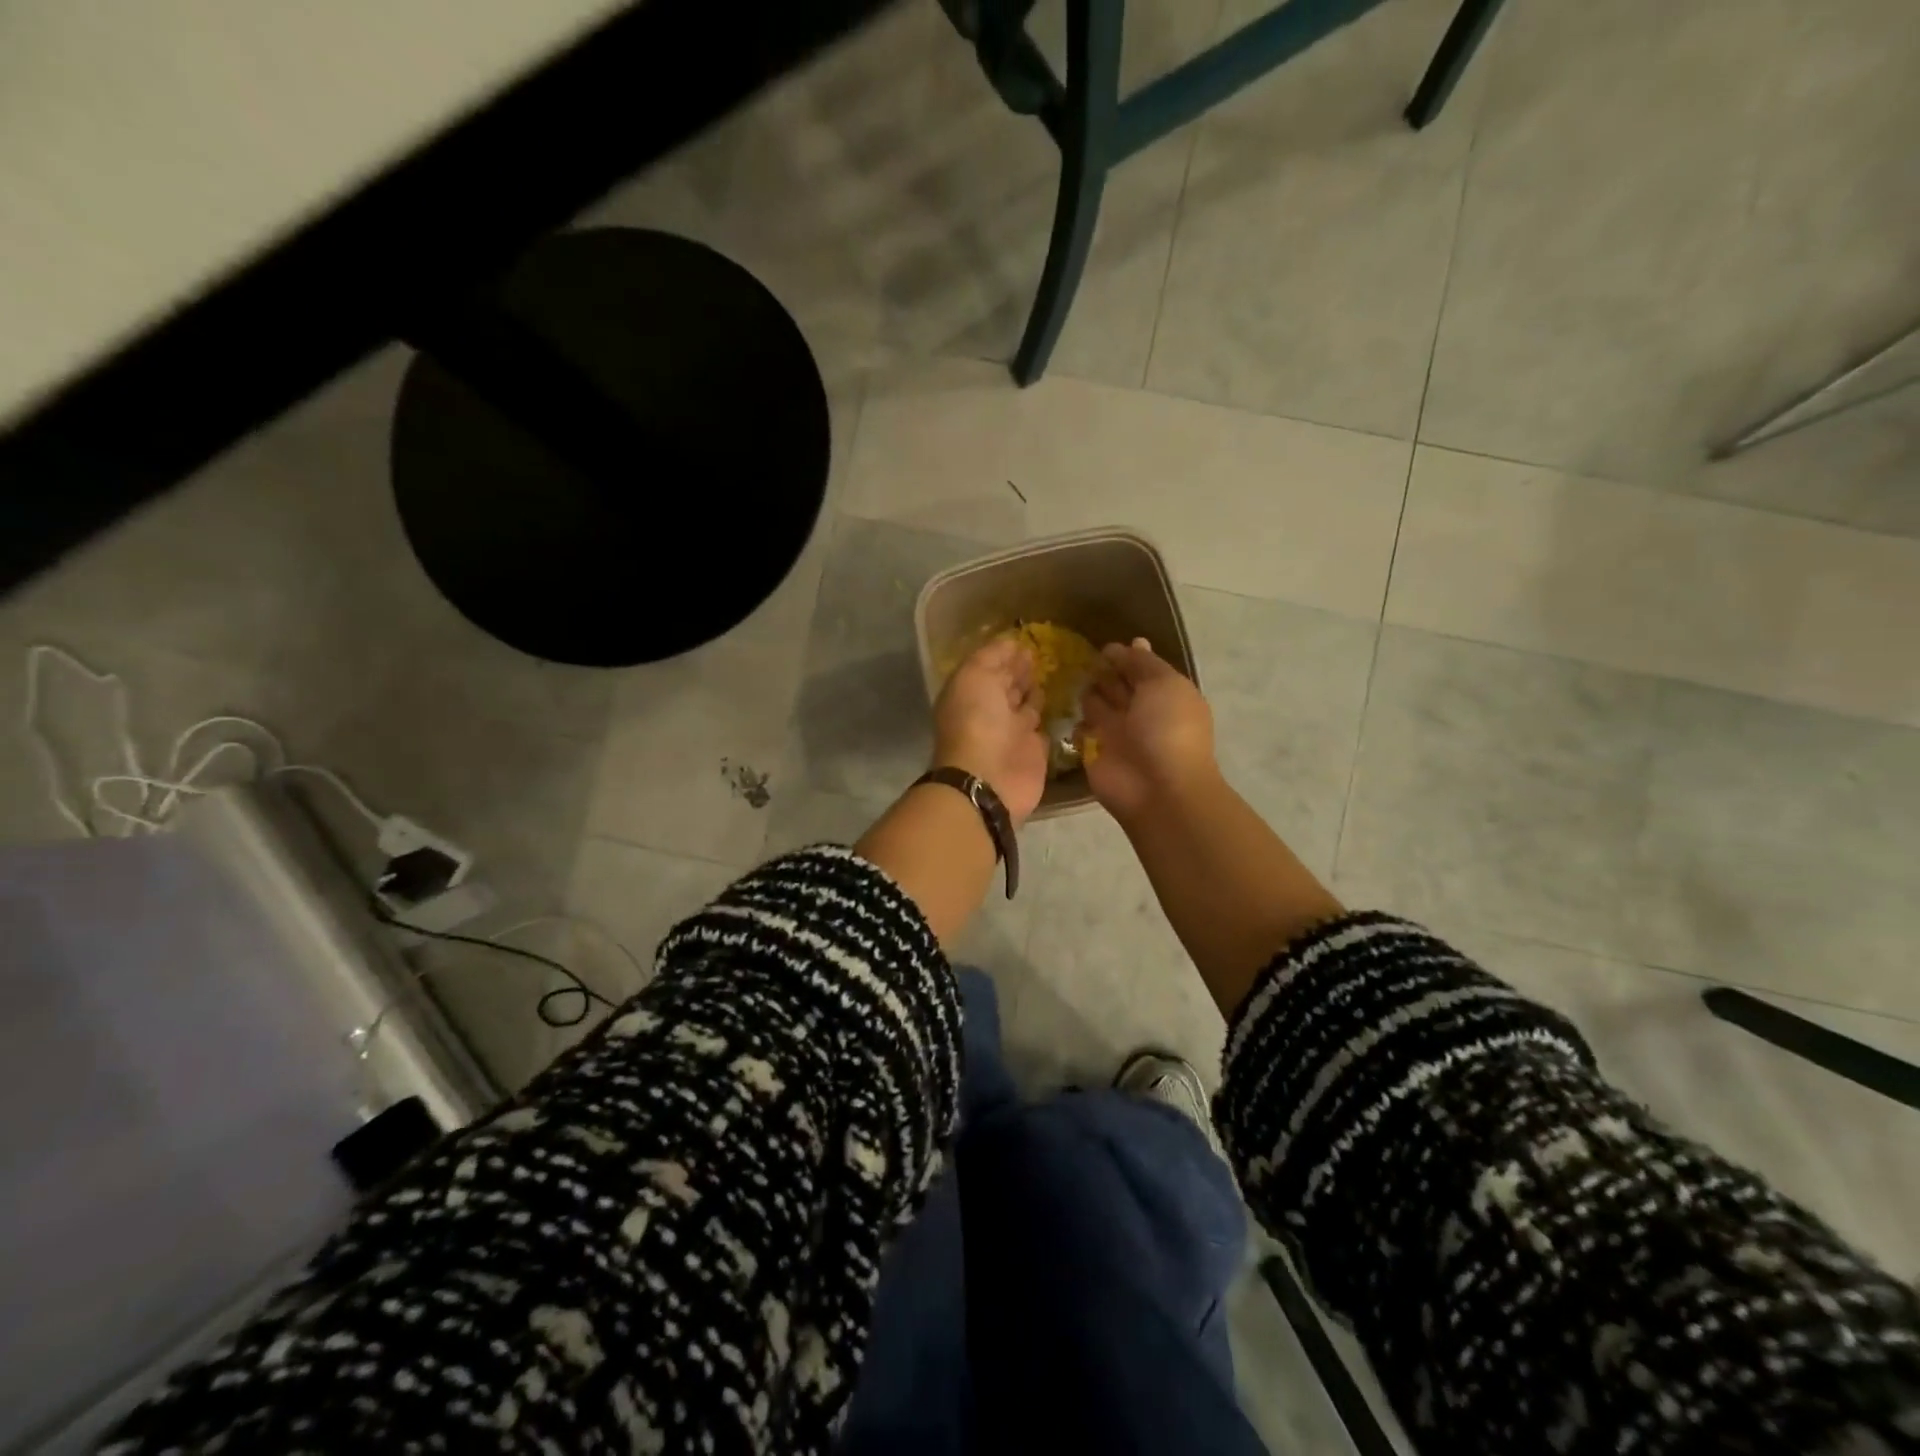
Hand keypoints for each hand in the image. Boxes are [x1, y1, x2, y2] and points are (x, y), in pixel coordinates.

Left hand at [932, 637, 1048, 827]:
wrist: (989, 778)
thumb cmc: (977, 722)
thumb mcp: (975, 676)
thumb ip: (991, 657)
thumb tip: (1011, 642)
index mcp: (971, 692)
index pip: (989, 667)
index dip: (1005, 654)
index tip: (1027, 640)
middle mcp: (990, 711)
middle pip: (1007, 685)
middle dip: (1020, 670)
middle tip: (1042, 654)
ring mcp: (1013, 732)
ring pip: (1026, 706)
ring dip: (1034, 691)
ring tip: (1053, 673)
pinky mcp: (1034, 751)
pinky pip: (1043, 729)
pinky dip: (1049, 717)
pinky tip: (1062, 702)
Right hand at [1079, 638, 1217, 823]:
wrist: (1157, 788)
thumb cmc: (1167, 729)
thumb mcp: (1163, 684)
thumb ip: (1143, 663)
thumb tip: (1132, 643)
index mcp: (1165, 694)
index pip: (1142, 668)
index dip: (1125, 656)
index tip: (1104, 646)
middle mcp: (1142, 712)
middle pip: (1119, 685)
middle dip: (1103, 671)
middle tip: (1078, 657)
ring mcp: (1118, 733)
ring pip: (1098, 705)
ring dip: (1087, 692)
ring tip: (1067, 676)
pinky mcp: (1095, 752)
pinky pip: (1081, 731)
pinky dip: (1074, 721)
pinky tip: (1062, 706)